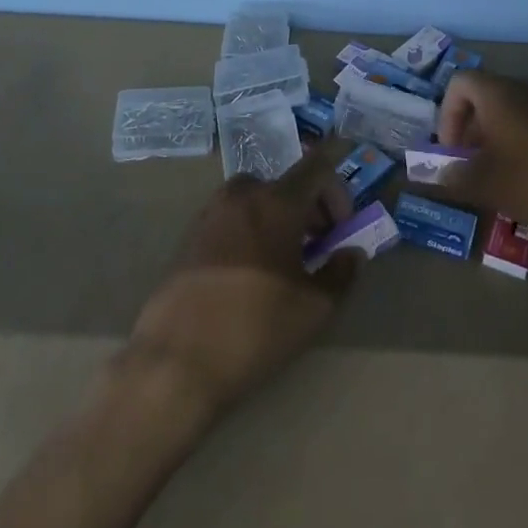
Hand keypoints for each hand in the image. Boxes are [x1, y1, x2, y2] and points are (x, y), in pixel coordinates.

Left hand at [126, 141, 359, 420]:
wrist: (176, 360)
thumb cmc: (255, 328)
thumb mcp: (314, 308)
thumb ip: (341, 273)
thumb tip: (351, 254)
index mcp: (276, 202)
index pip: (317, 167)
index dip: (338, 191)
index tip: (341, 228)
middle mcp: (242, 195)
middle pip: (286, 183)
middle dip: (310, 208)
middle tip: (319, 246)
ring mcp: (210, 212)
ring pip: (256, 199)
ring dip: (278, 217)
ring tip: (284, 260)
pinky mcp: (189, 235)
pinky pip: (231, 217)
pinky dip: (250, 229)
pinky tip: (251, 272)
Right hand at [436, 70, 527, 240]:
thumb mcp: (480, 184)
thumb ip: (447, 176)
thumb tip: (431, 175)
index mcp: (499, 92)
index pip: (458, 84)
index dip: (447, 116)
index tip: (452, 150)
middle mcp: (526, 85)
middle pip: (484, 94)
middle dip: (470, 127)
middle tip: (469, 162)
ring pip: (511, 106)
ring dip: (495, 132)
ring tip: (497, 169)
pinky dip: (521, 135)